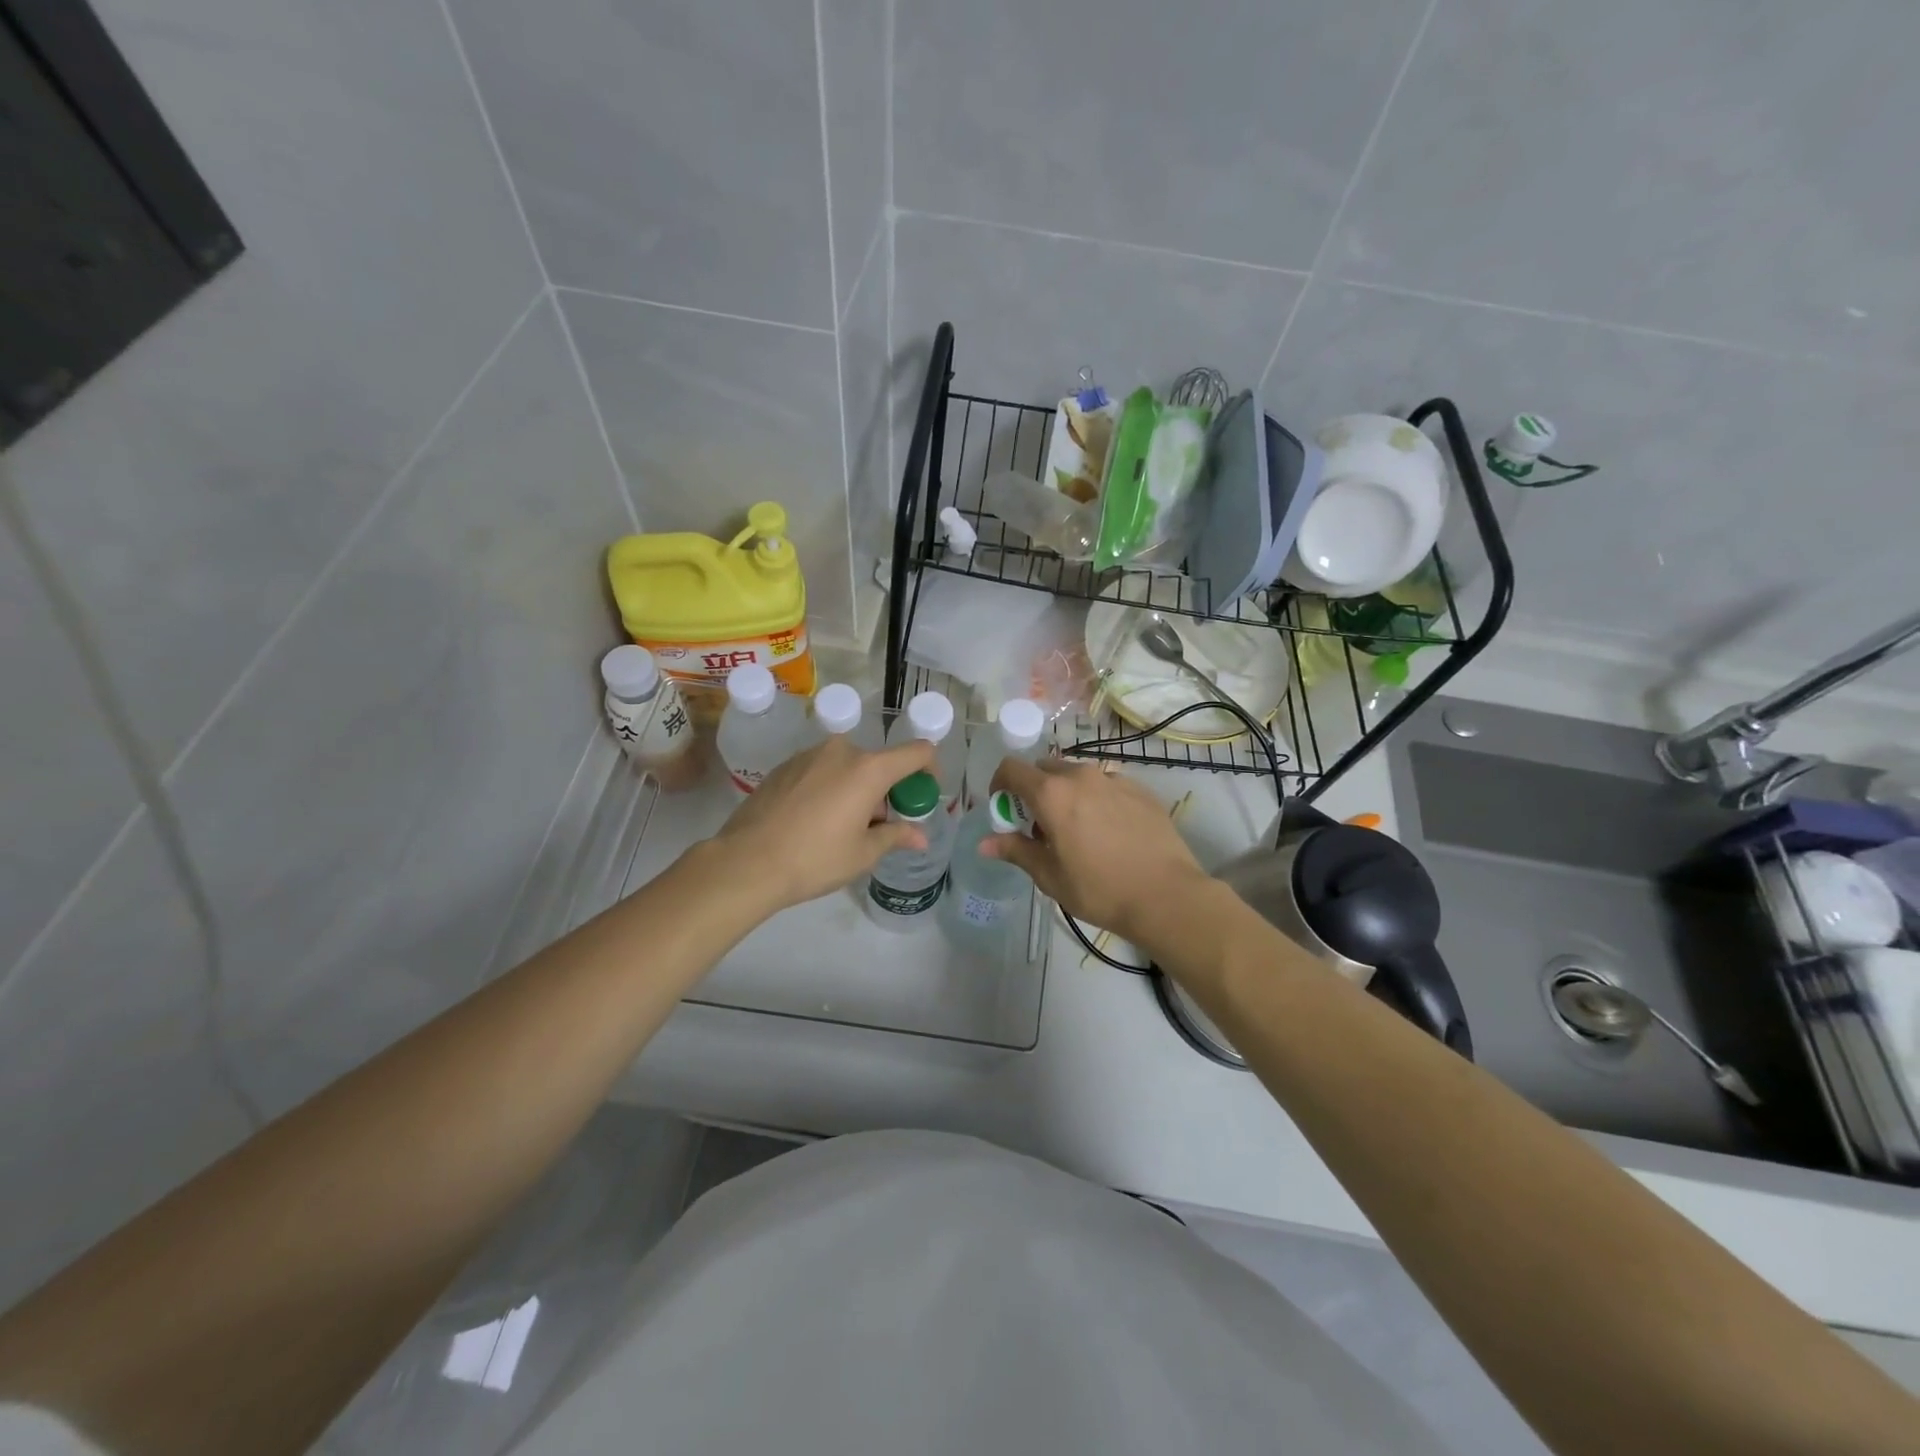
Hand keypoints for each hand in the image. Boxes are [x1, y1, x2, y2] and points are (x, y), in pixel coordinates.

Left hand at [707, 734, 936, 913]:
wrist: (746, 862)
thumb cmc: (814, 859)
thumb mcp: (862, 854)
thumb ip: (896, 836)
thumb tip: (921, 837)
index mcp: (868, 769)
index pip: (916, 752)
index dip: (930, 768)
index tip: (925, 794)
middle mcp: (841, 751)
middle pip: (879, 764)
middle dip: (886, 791)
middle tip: (877, 827)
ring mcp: (809, 755)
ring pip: (849, 767)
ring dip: (856, 789)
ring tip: (841, 828)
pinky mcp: (785, 766)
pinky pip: (822, 770)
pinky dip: (830, 788)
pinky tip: (813, 821)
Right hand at [981, 757, 1207, 951]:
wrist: (1166, 895)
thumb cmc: (1099, 889)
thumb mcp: (1050, 876)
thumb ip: (1016, 851)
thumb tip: (984, 843)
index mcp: (1052, 794)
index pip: (1012, 769)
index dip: (1000, 784)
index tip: (1004, 808)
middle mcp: (1081, 776)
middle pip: (1045, 769)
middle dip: (1034, 790)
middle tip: (1040, 825)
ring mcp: (1114, 779)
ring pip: (1077, 775)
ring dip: (1066, 793)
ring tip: (1077, 829)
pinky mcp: (1140, 789)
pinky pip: (1106, 784)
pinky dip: (1096, 798)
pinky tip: (1109, 831)